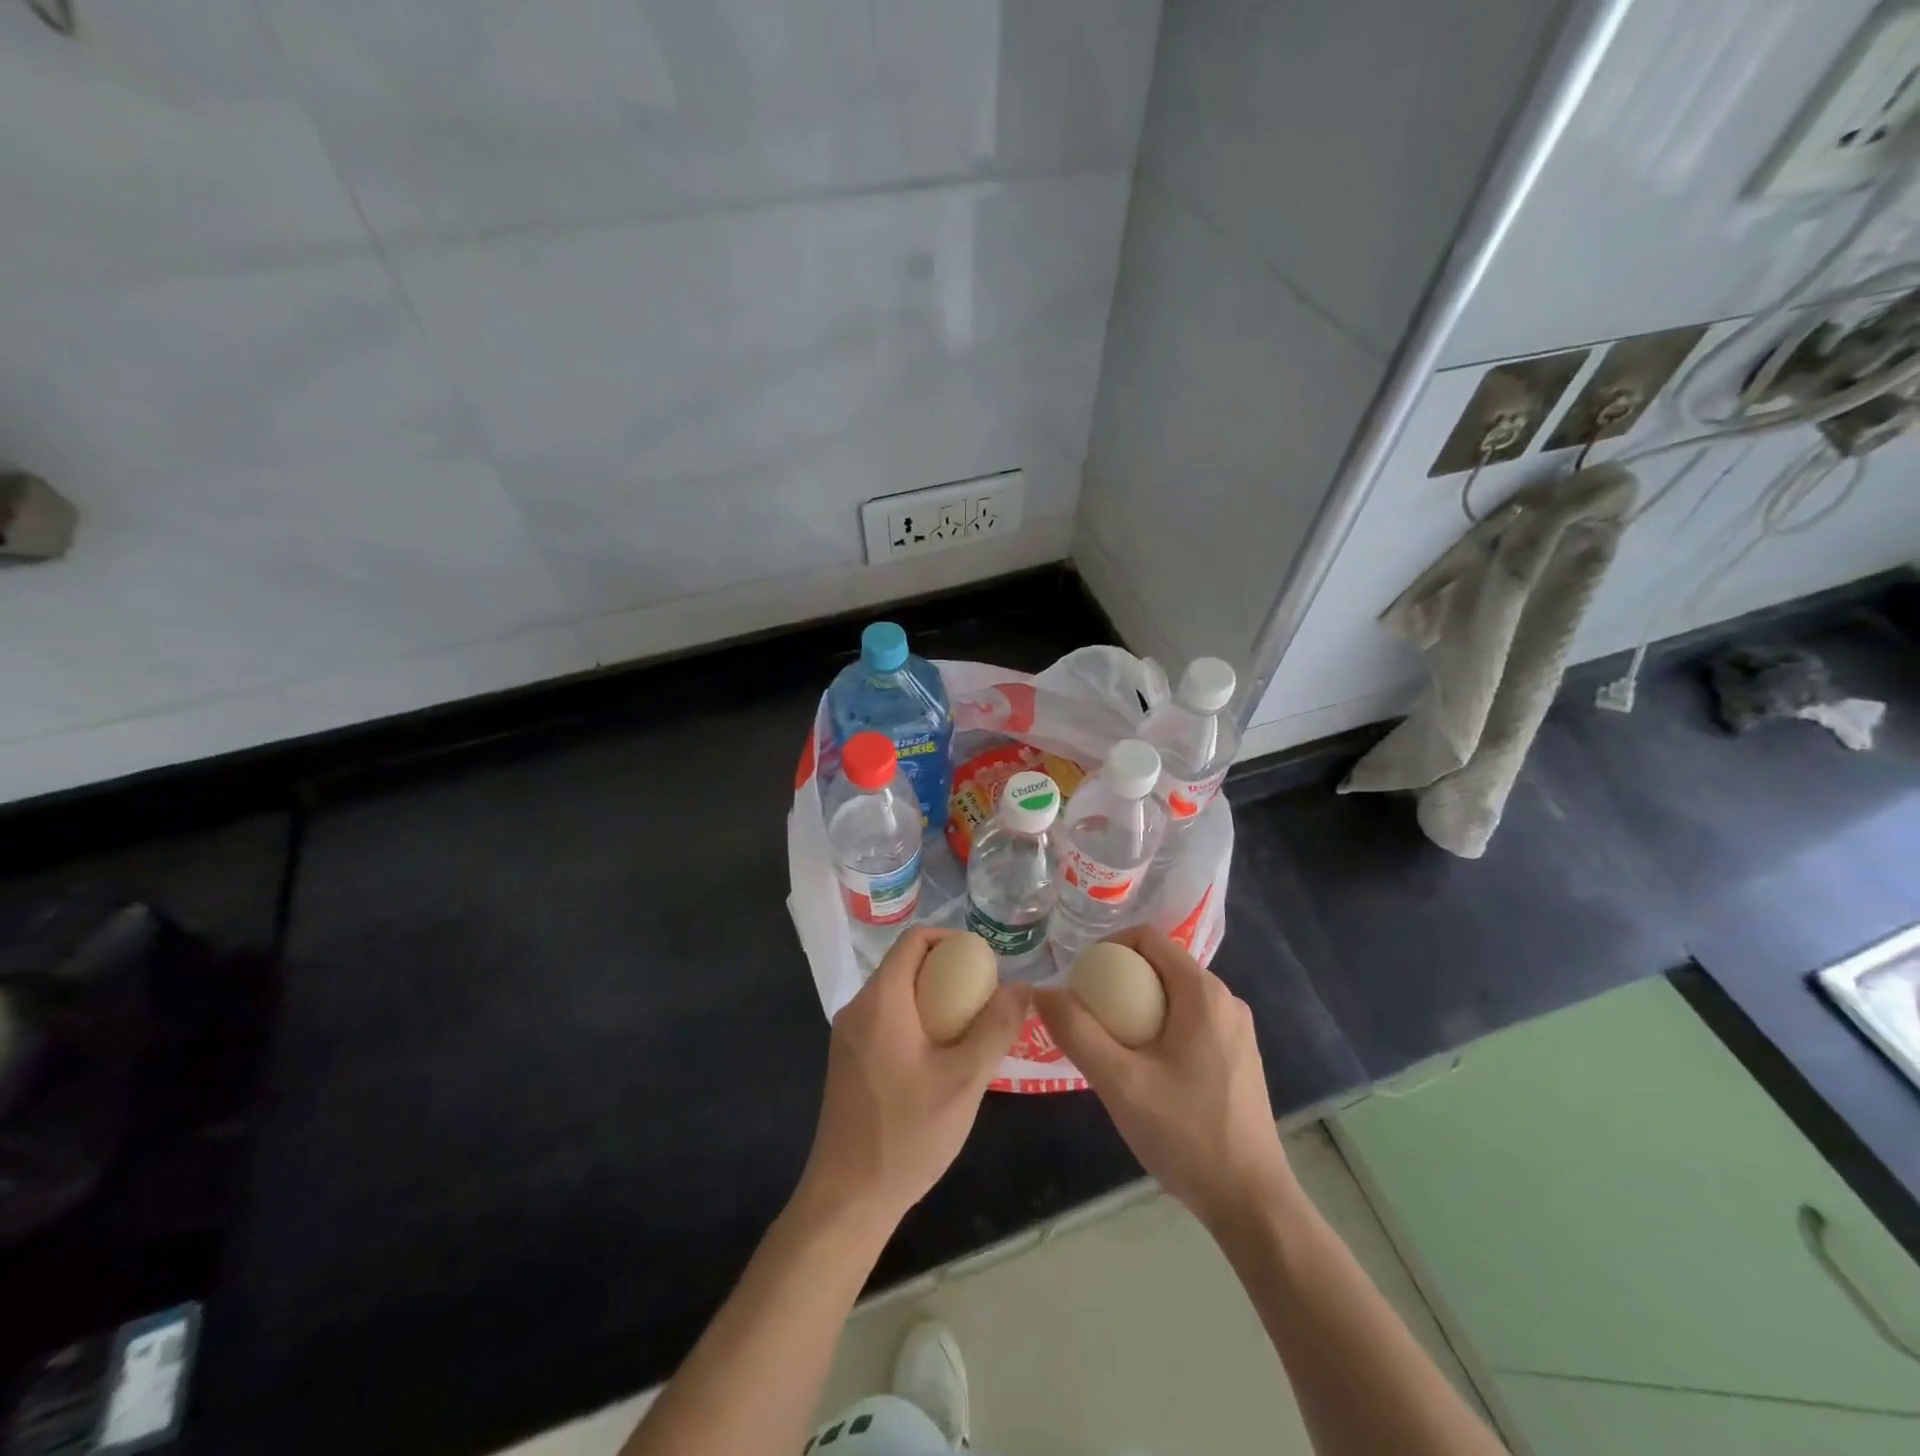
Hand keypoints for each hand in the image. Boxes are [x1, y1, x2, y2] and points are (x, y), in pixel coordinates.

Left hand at [799, 927, 1028, 1227]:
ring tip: (970, 1030)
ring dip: (933, 1000)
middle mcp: (858, 1008)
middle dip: (947, 973)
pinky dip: (916, 1022)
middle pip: (905, 966)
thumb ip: (995, 1028)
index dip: (951, 939)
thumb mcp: (964, 1081)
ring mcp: (848, 1036)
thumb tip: (1021, 987)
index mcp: (881, 1000)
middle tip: (984, 999)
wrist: (847, 1198)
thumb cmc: (906, 1134)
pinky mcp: (848, 1061)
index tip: (984, 963)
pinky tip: (940, 1059)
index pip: (914, 940)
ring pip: (896, 995)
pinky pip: (886, 1021)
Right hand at [1034, 927, 1293, 1232]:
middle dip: (1119, 981)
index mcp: (1203, 993)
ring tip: (1109, 1043)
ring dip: (1138, 1007)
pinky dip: (1160, 1027)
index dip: (1108, 947)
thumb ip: (1077, 1032)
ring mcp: (1237, 1030)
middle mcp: (1225, 1000)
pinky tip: (1143, 1068)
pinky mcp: (1239, 1056)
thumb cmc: (1185, 1134)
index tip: (1081, 980)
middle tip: (1088, 1015)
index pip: (1148, 938)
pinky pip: (1190, 1020)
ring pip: (1174, 995)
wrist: (1251, 1202)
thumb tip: (1042, 991)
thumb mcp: (1119, 1083)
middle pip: (1160, 965)